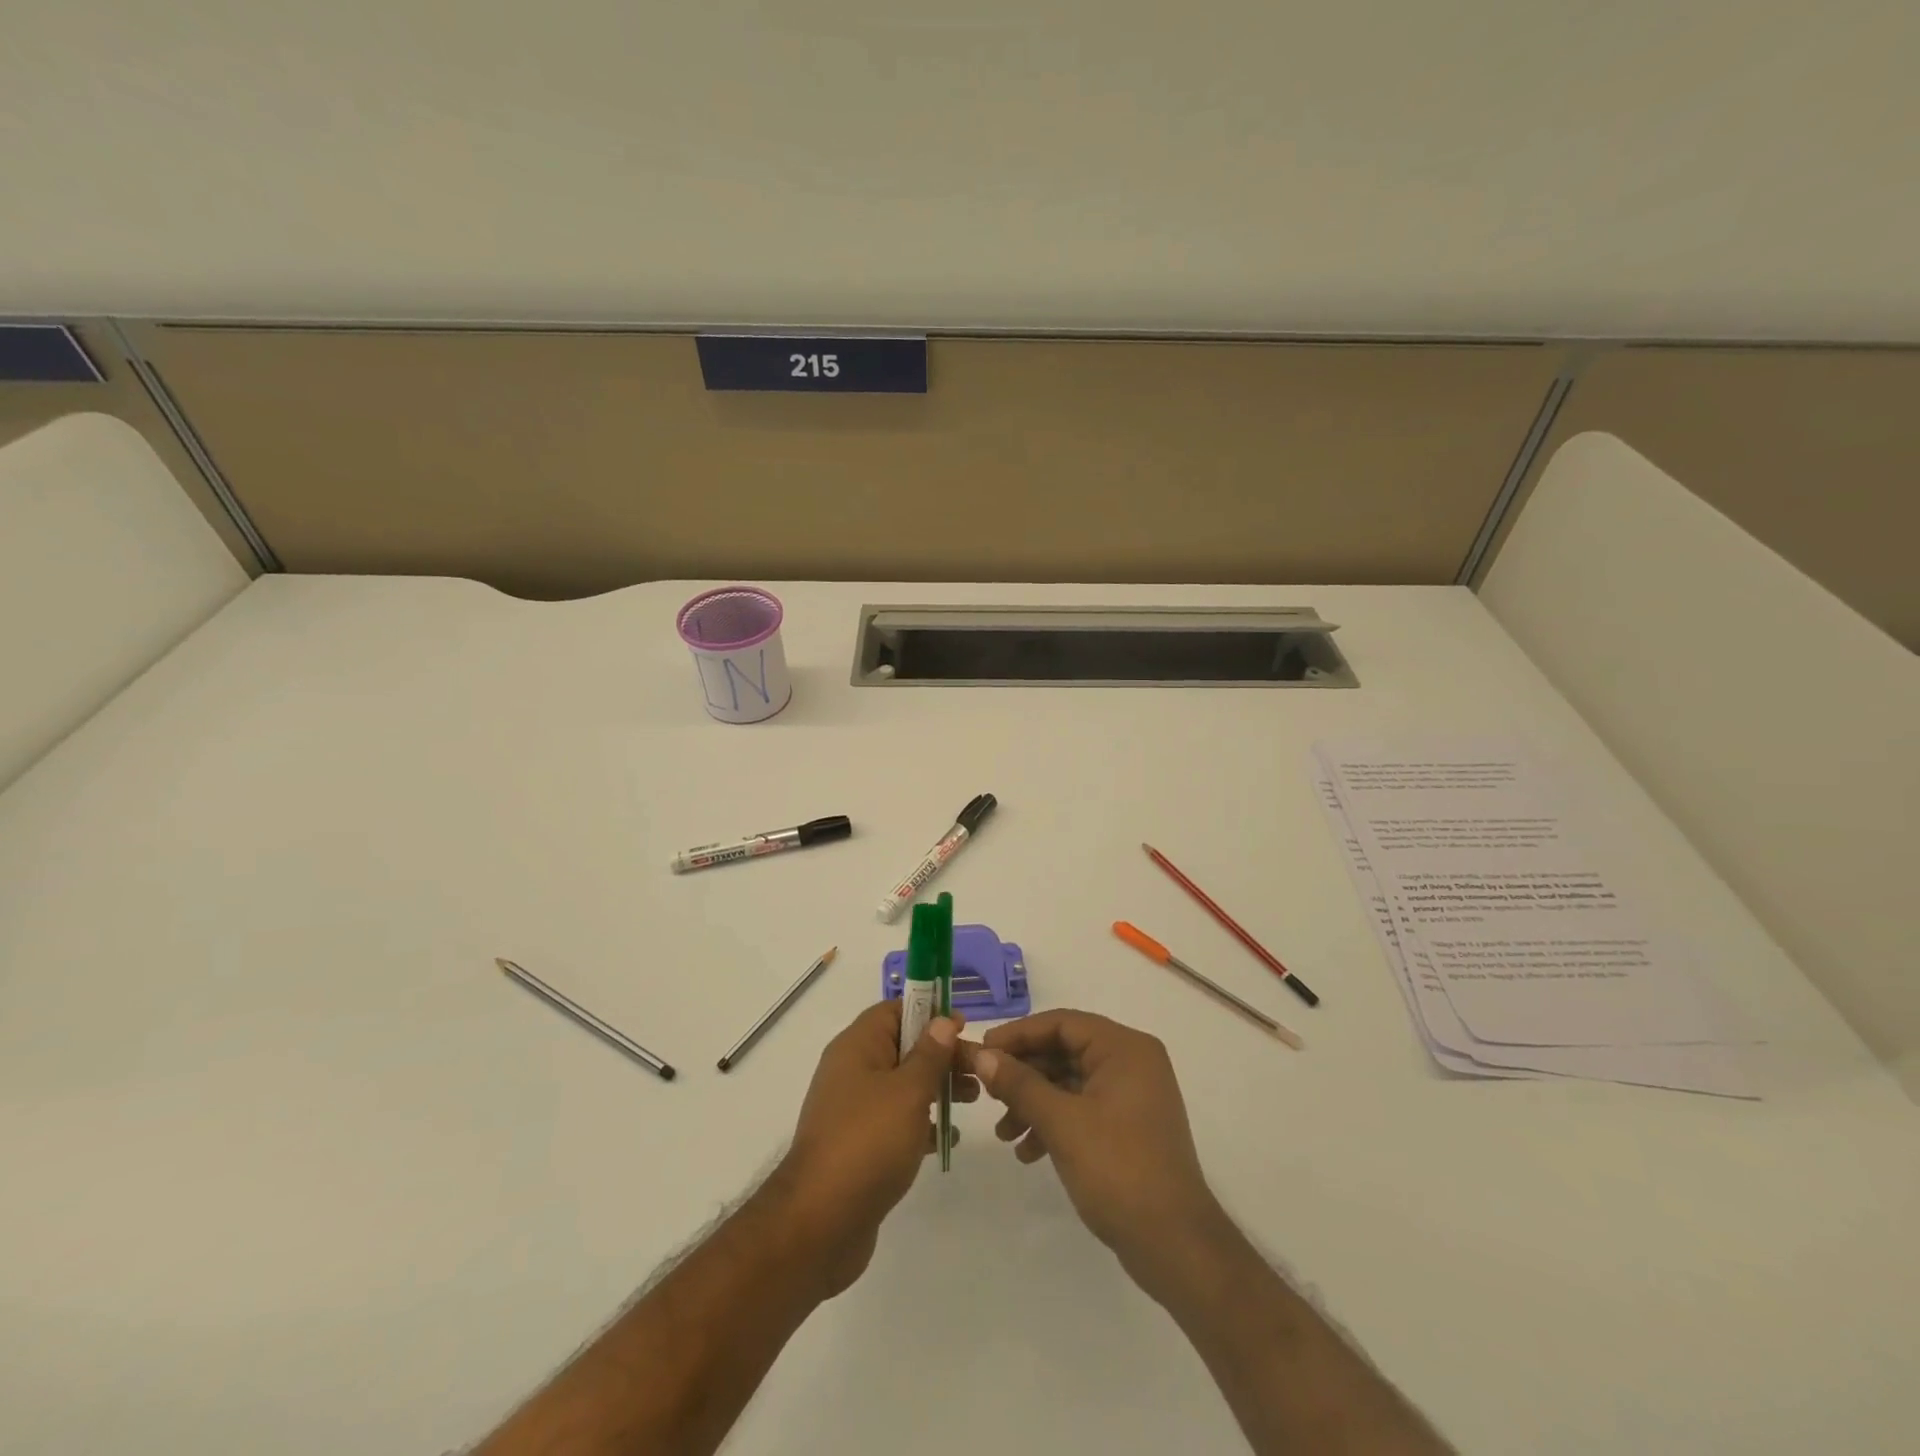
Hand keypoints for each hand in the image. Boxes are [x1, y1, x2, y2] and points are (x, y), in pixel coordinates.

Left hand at [776, 1000, 972, 1297]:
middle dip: (941, 1055)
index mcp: (857, 1047)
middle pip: (903, 1048)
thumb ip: (930, 1054)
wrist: (819, 1223)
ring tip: (973, 1100)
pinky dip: (921, 1123)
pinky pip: (895, 1121)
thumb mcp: (908, 1092)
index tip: (964, 1027)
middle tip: (979, 1072)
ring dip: (936, 1088)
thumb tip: (942, 1020)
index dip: (929, 1013)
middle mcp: (851, 1071)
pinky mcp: (858, 1146)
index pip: (894, 1011)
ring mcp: (853, 1110)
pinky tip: (948, 1139)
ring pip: (902, 1085)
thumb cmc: (868, 1142)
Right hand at [958, 1009, 1226, 1294]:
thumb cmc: (1119, 1169)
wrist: (1175, 1245)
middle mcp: (1132, 1063)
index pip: (1063, 1023)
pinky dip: (1053, 1123)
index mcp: (1125, 1048)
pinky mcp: (1128, 1127)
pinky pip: (1082, 1108)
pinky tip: (1027, 1152)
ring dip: (1034, 1102)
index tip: (983, 1050)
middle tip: (987, 1093)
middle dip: (1024, 1074)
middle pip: (1065, 1051)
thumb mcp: (1062, 1123)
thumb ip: (1020, 1085)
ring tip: (1003, 1133)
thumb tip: (983, 1056)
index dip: (1019, 1034)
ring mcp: (1132, 1096)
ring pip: (1070, 1083)